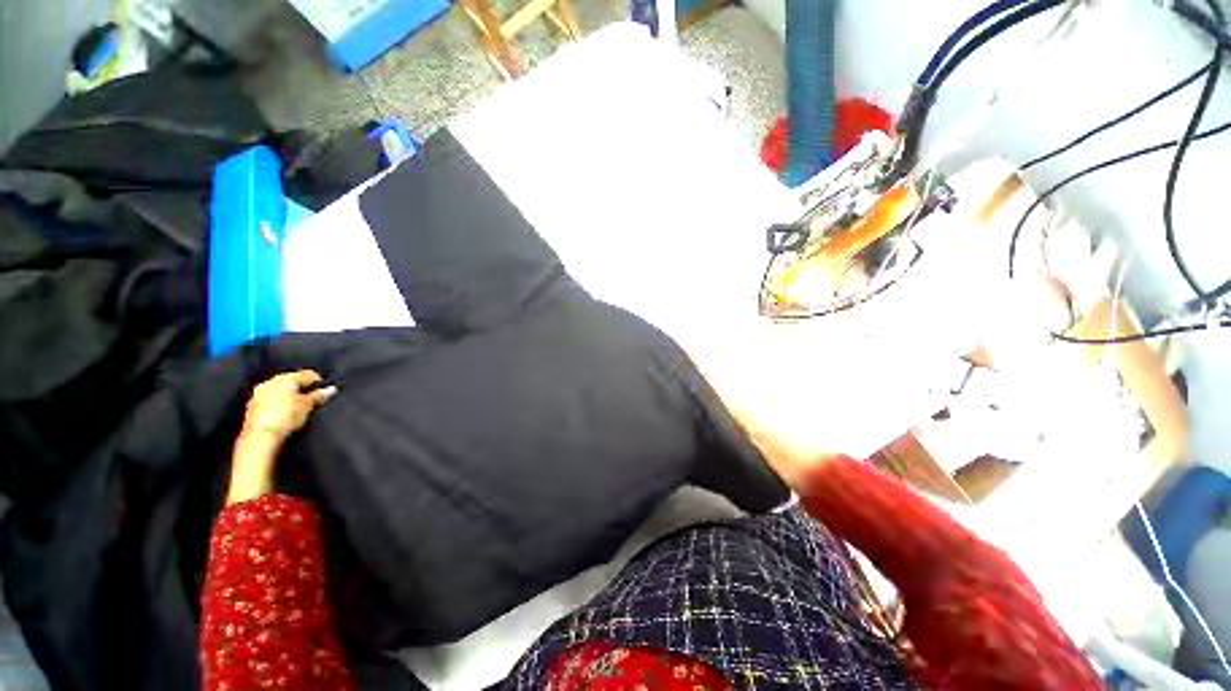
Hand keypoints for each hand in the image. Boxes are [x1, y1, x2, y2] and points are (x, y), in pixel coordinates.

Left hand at [242, 370, 337, 443]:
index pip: (307, 374)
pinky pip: (270, 398)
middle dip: (302, 387)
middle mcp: (271, 381)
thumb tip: (331, 389)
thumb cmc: (286, 417)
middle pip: (291, 380)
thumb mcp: (308, 405)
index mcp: (285, 378)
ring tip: (298, 405)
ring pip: (279, 389)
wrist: (261, 436)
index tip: (324, 390)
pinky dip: (279, 401)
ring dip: (289, 394)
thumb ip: (319, 395)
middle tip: (312, 397)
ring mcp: (259, 393)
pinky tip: (284, 410)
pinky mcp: (252, 404)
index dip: (318, 381)